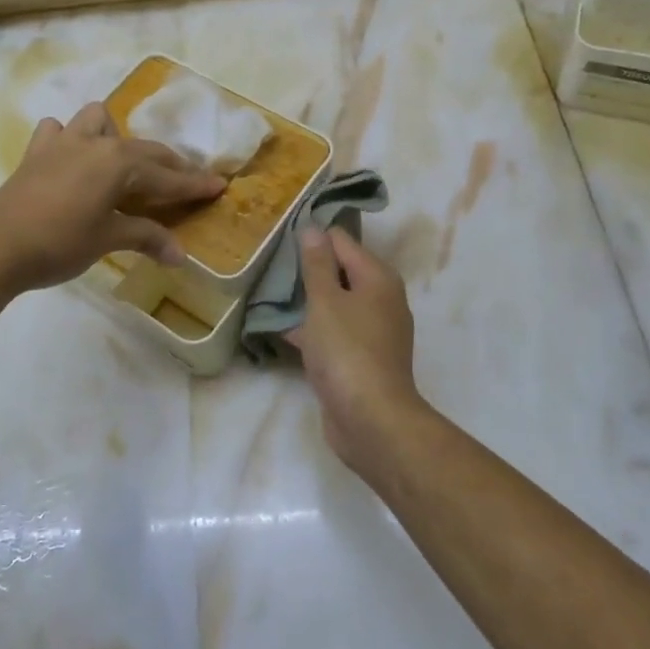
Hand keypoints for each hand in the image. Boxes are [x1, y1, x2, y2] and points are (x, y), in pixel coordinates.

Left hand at [0, 101, 225, 291]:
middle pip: (143, 149)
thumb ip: (146, 239)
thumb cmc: (60, 243)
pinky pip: (56, 131)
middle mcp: (96, 143)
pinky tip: (70, 159)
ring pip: (97, 119)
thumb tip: (181, 256)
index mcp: (119, 163)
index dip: (194, 183)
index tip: (219, 185)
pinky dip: (68, 139)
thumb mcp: (108, 240)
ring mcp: (63, 143)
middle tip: (185, 182)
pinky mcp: (36, 153)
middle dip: (168, 164)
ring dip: (113, 135)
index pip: (167, 175)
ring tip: (118, 163)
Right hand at [287, 227, 433, 472]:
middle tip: (270, 266)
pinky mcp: (361, 358)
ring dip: (307, 301)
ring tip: (268, 295)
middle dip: (308, 270)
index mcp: (378, 278)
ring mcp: (373, 331)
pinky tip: (280, 331)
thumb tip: (314, 229)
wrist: (371, 420)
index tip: (280, 239)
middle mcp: (381, 299)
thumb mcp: (325, 301)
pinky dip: (312, 329)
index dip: (313, 237)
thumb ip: (317, 264)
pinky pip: (333, 332)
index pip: (342, 241)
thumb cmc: (347, 351)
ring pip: (335, 304)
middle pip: (340, 271)